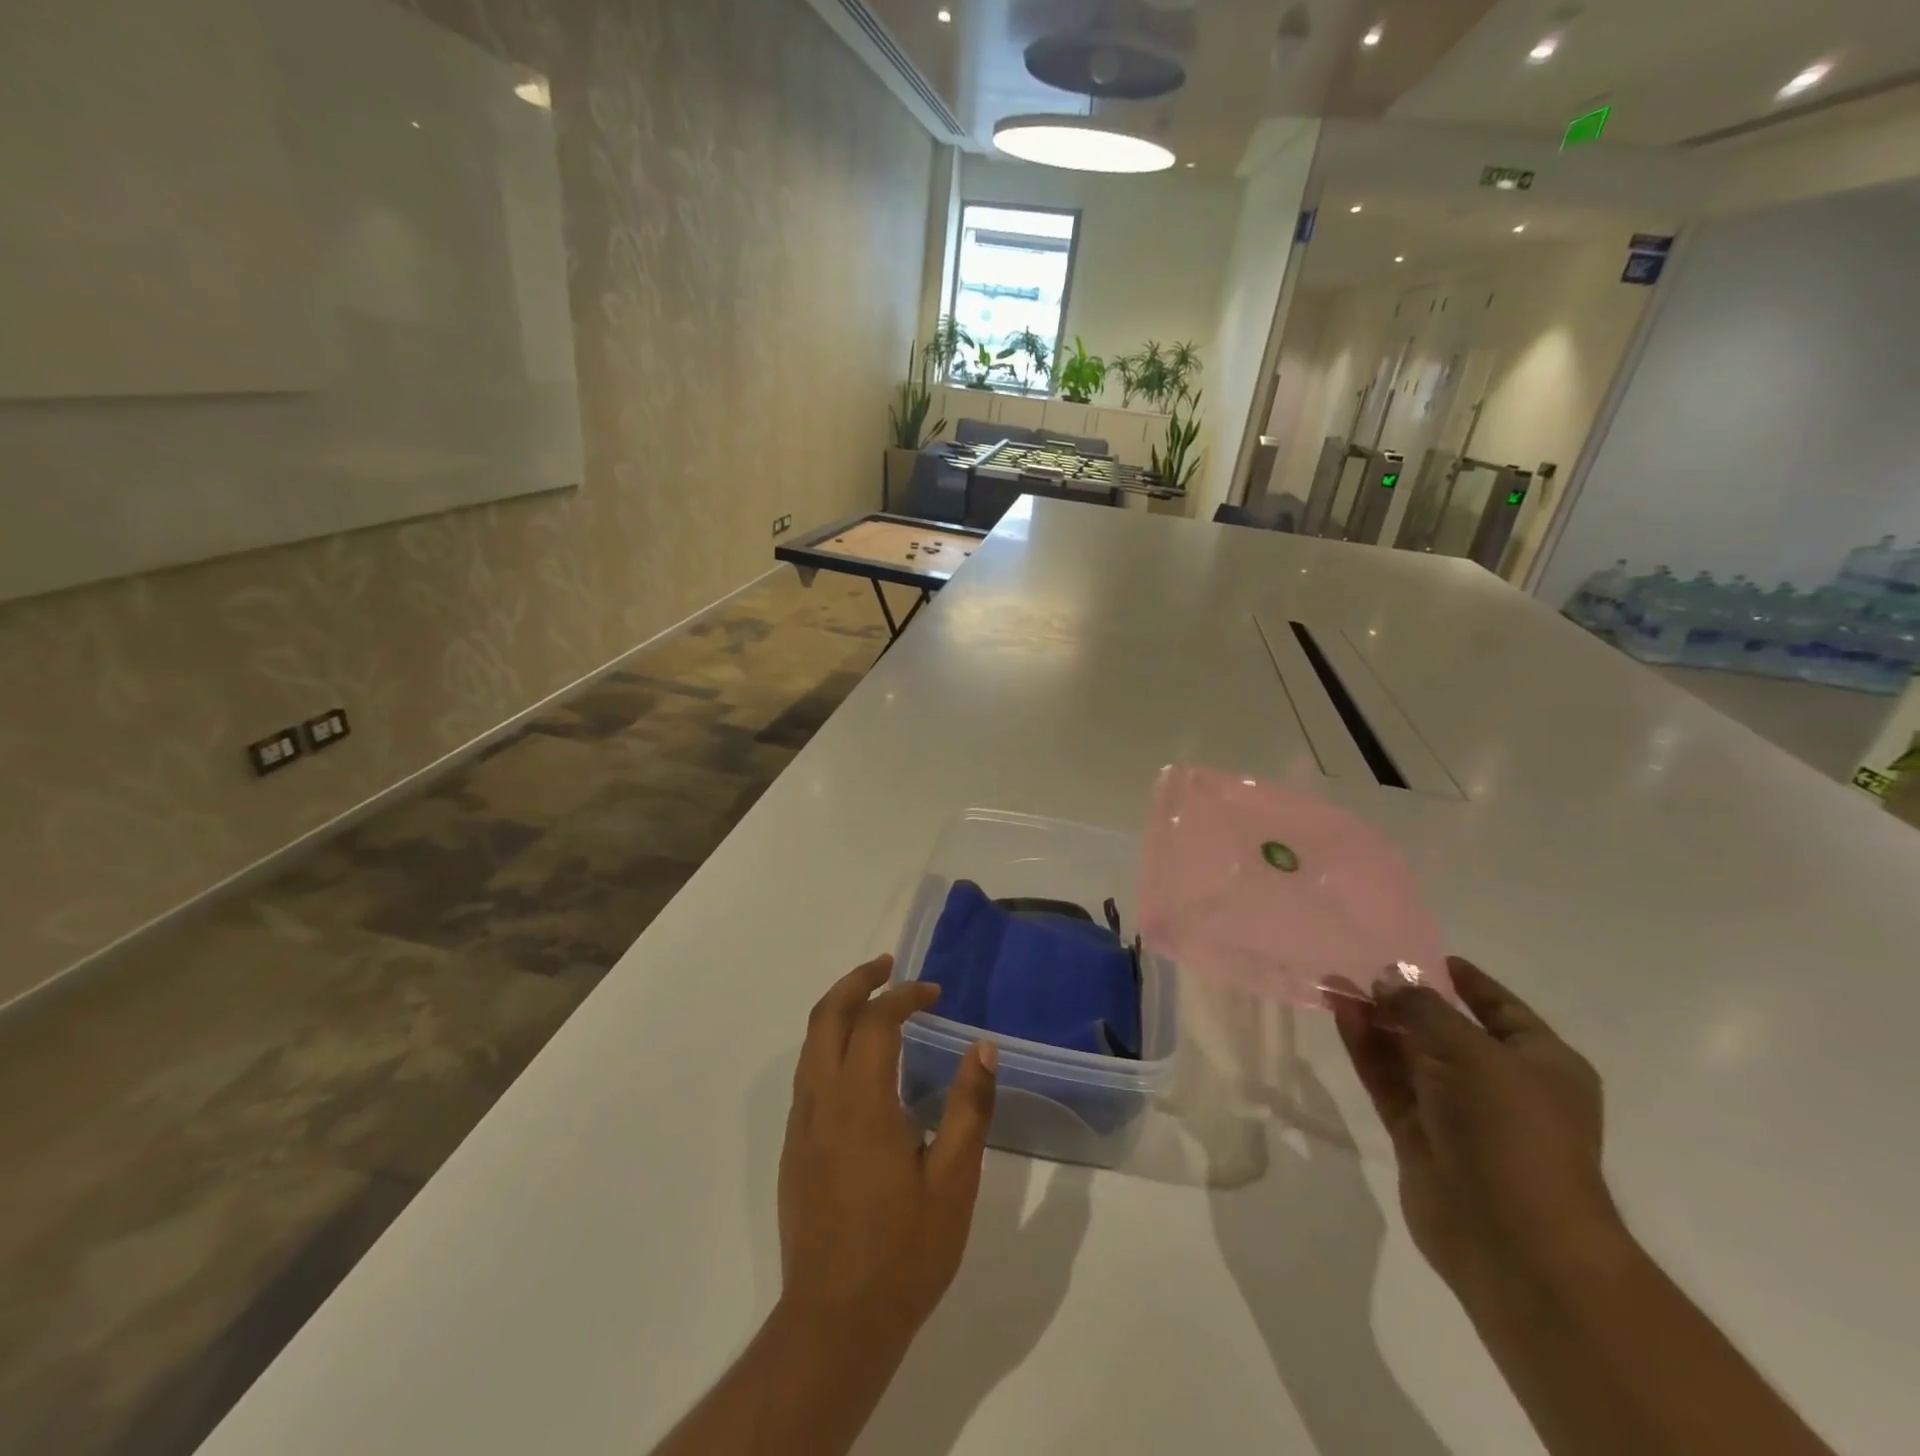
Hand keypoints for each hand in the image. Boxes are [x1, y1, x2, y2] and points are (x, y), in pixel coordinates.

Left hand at [778, 955, 997, 1351]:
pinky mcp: (794, 1147)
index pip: (877, 1021)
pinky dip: (830, 1042)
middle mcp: (822, 1101)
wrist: (834, 1324)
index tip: (935, 993)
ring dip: (840, 1008)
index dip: (905, 995)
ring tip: (874, 999)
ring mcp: (802, 1124)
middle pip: (827, 1015)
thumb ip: (970, 1108)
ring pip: (811, 1042)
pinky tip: (860, 1061)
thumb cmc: (903, 1252)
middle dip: (857, 980)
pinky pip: (808, 1072)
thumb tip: (984, 1048)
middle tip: (889, 965)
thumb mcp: (954, 1182)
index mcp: (862, 1102)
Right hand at [1326, 958, 1620, 1299]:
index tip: (1424, 955)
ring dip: (1378, 1019)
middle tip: (1362, 966)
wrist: (1513, 1239)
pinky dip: (1367, 1048)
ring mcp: (1457, 1112)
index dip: (1465, 981)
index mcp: (1541, 1064)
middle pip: (1446, 1029)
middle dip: (1406, 998)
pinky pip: (1389, 1079)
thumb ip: (1422, 1008)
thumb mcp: (1471, 1050)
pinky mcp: (1419, 1134)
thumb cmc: (1511, 1130)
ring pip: (1410, 1053)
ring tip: (1337, 982)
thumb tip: (1386, 980)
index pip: (1501, 1009)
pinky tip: (1342, 1014)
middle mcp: (1501, 1085)